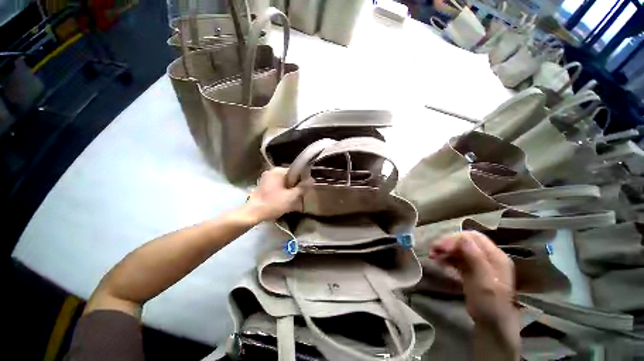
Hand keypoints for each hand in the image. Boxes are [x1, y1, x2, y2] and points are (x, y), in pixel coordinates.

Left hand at [243, 167, 303, 222]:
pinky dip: (282, 193)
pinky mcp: (263, 186)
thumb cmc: (273, 204)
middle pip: (290, 178)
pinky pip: (277, 187)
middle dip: (295, 188)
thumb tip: (311, 180)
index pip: (296, 172)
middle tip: (298, 198)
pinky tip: (284, 202)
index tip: (304, 190)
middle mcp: (271, 172)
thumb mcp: (291, 197)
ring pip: (284, 184)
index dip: (302, 181)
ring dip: (289, 191)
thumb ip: (302, 187)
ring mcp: (266, 179)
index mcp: (278, 171)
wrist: (252, 214)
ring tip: (292, 202)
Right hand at [428, 231, 516, 327]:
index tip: (441, 247)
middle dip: (448, 243)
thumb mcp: (484, 283)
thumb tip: (462, 237)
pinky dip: (447, 257)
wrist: (491, 325)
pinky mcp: (471, 270)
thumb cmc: (490, 305)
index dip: (455, 239)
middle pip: (465, 241)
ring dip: (445, 250)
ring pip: (459, 248)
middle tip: (433, 250)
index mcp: (495, 257)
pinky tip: (439, 262)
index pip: (473, 237)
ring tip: (432, 256)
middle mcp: (488, 256)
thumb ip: (476, 259)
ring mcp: (479, 263)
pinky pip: (457, 258)